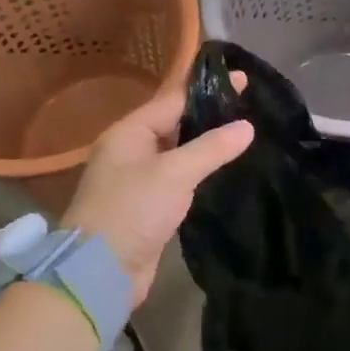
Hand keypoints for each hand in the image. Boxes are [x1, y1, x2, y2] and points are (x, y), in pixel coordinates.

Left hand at [63, 79, 252, 309]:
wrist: (100, 271)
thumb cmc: (133, 210)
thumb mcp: (174, 174)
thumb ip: (211, 148)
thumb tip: (247, 126)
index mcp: (129, 133)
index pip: (173, 100)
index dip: (208, 89)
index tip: (242, 79)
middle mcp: (130, 151)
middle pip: (175, 124)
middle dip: (209, 115)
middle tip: (249, 107)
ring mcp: (137, 180)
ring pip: (177, 153)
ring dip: (205, 145)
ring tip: (243, 135)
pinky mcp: (147, 207)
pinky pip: (177, 179)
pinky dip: (198, 172)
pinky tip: (222, 170)